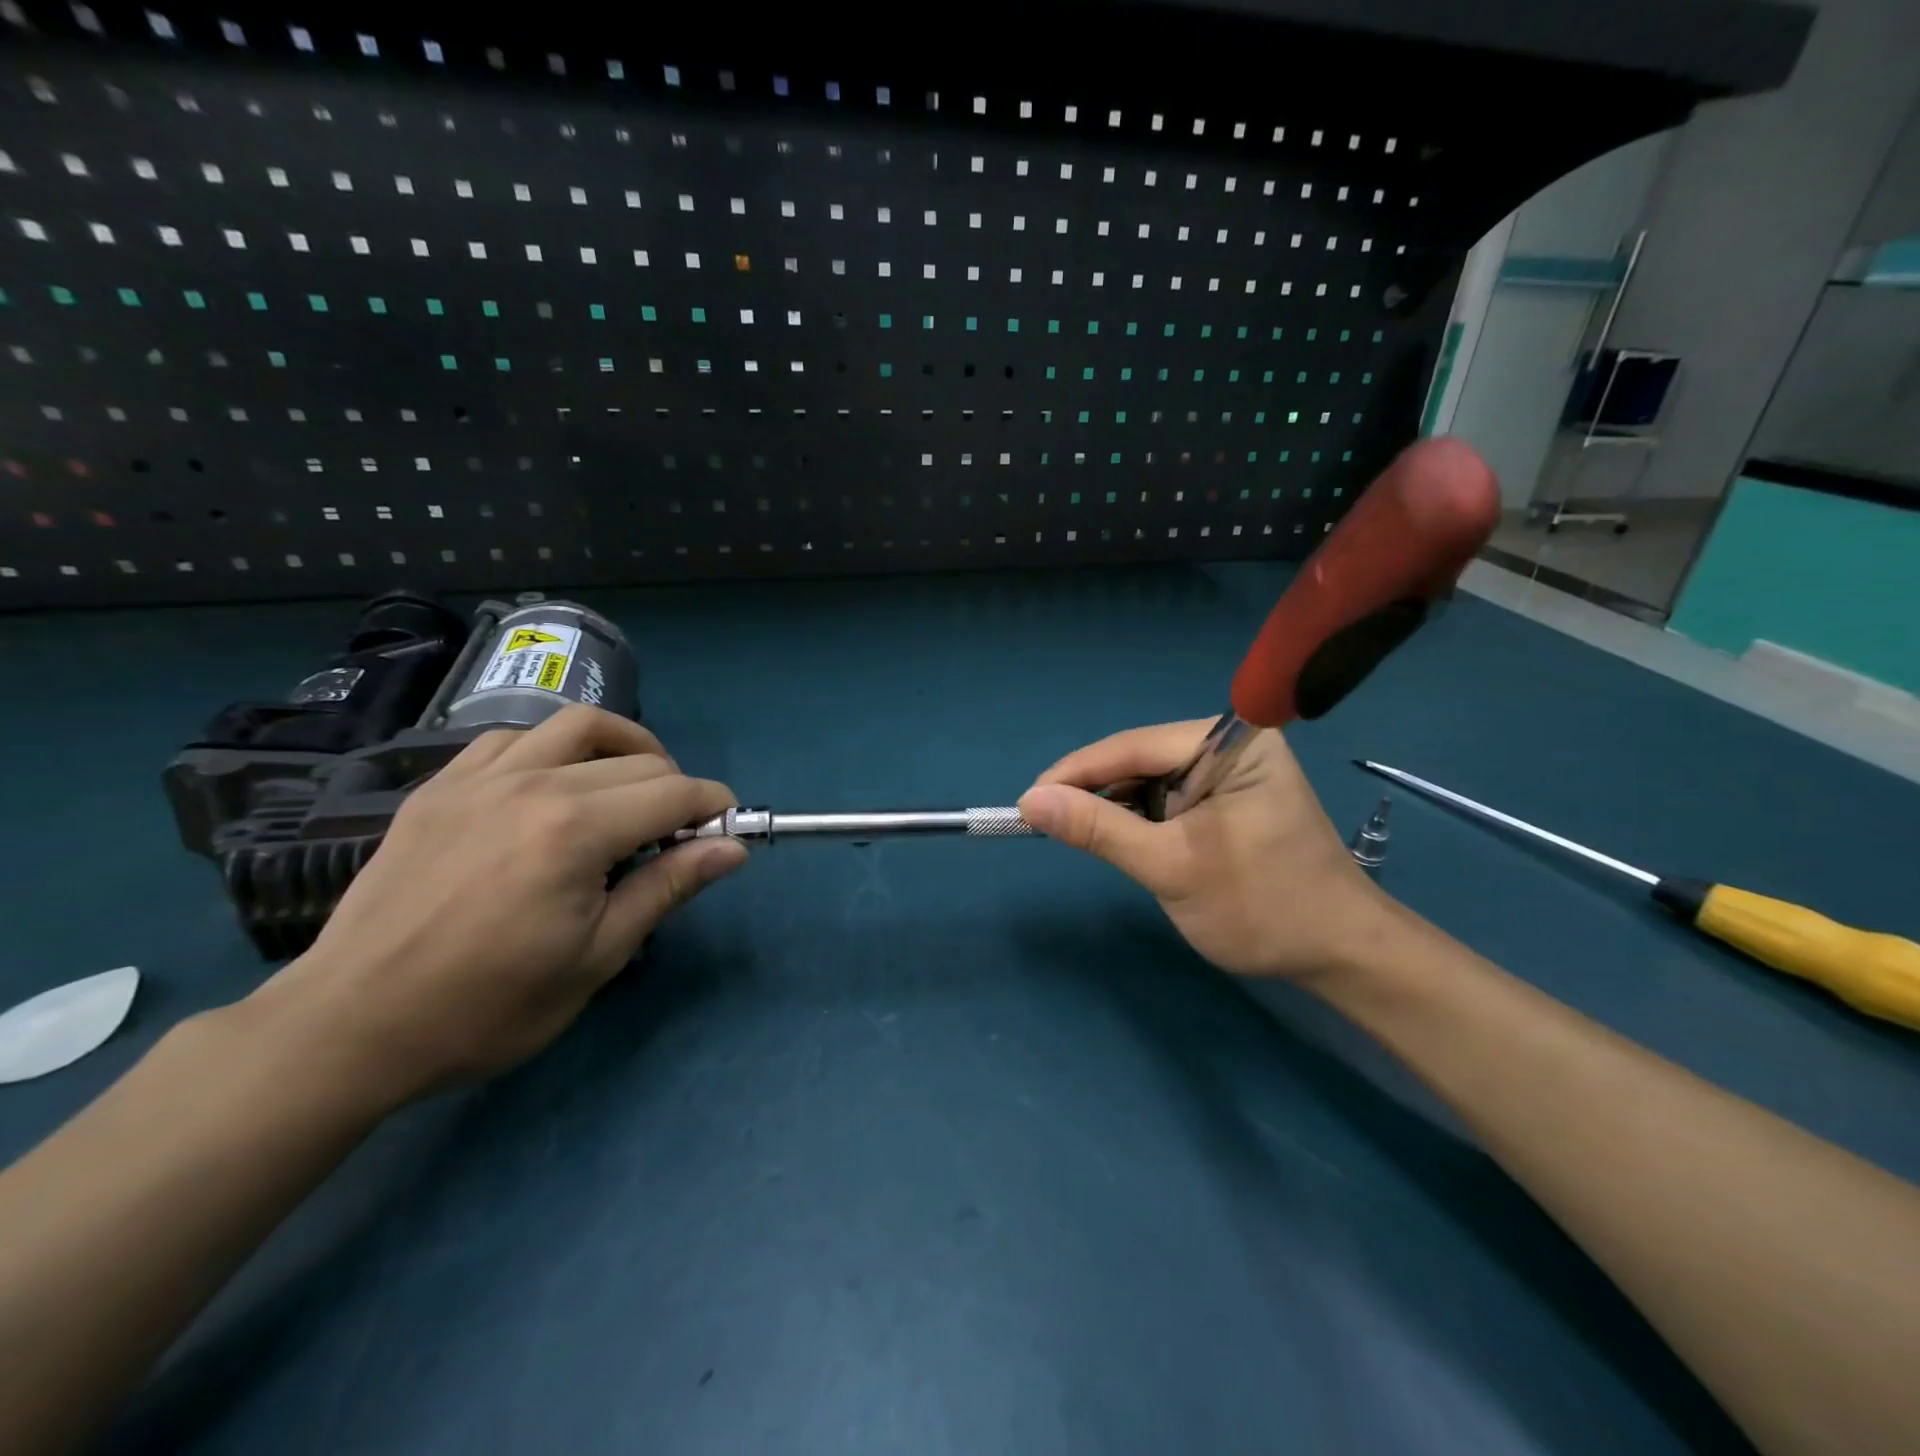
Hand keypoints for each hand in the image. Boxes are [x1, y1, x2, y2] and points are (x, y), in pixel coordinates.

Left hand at [249, 706, 746, 1101]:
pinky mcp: (440, 788)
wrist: (352, 1025)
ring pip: (576, 726)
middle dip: (677, 790)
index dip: (714, 807)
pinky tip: (555, 786)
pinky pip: (512, 739)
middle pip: (638, 760)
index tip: (726, 831)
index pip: (674, 792)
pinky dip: (553, 750)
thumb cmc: (488, 1006)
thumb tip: (732, 848)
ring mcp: (479, 779)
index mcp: (575, 830)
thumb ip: (667, 887)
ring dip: (623, 747)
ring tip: (631, 787)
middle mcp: (533, 784)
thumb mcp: (596, 957)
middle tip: (678, 836)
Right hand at [1018, 721, 1386, 979]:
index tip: (1027, 801)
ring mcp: (1231, 769)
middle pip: (1140, 758)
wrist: (1340, 956)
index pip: (1134, 746)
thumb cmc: (1262, 908)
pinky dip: (1139, 818)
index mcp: (1231, 742)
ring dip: (1115, 807)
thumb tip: (1030, 800)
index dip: (1076, 772)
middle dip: (1095, 791)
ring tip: (1082, 836)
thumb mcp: (1170, 867)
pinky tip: (1122, 838)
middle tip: (1047, 824)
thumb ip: (1099, 829)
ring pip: (1149, 778)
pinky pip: (1168, 795)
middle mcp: (1231, 743)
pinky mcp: (1228, 795)